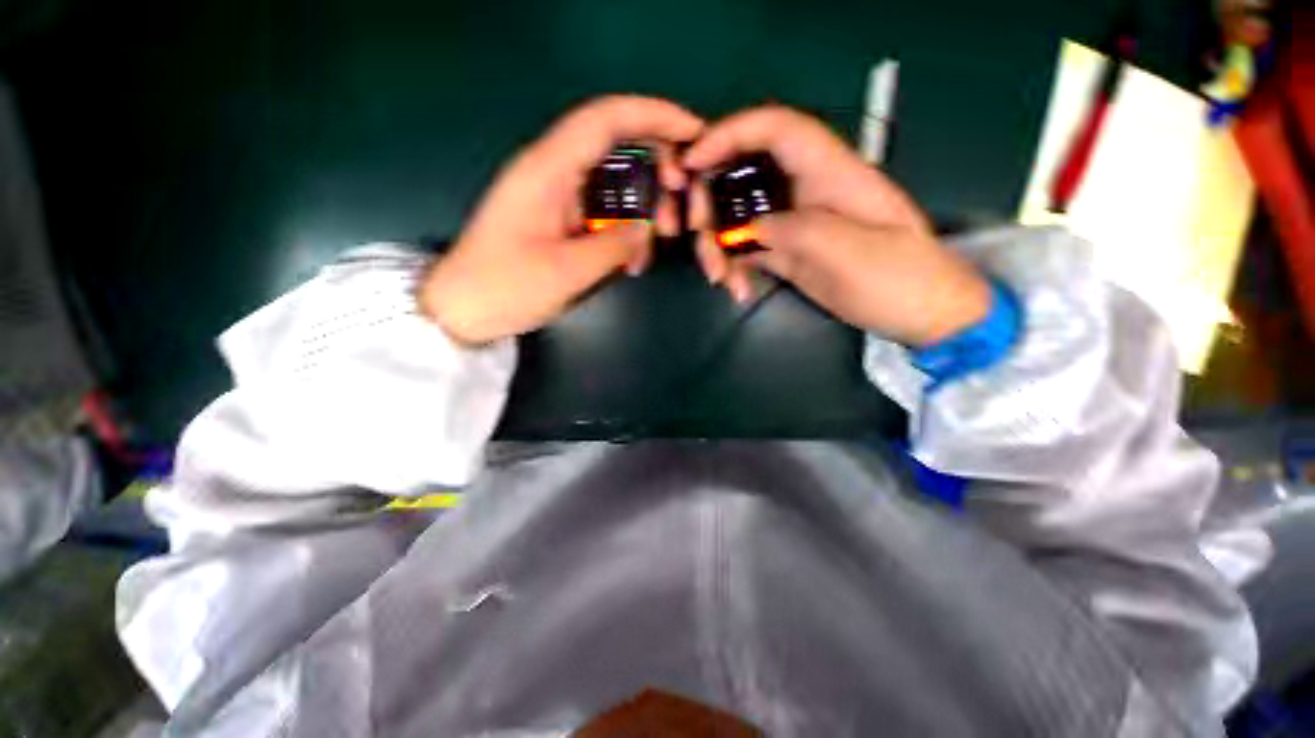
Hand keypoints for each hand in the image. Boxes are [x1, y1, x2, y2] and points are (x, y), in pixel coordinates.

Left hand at [421, 96, 703, 344]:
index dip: (654, 115)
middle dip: (657, 166)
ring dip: (645, 205)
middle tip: (682, 200)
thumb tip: (648, 228)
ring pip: (614, 181)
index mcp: (547, 170)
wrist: (464, 309)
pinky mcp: (560, 218)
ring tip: (661, 239)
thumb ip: (614, 244)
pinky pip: (603, 210)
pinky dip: (626, 228)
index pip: (606, 119)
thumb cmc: (505, 288)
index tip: (694, 133)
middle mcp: (553, 172)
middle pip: (616, 145)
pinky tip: (634, 259)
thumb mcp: (566, 271)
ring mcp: (557, 195)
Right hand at [684, 106, 991, 346]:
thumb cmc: (899, 278)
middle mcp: (806, 191)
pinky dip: (733, 265)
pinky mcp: (788, 252)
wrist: (918, 313)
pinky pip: (747, 248)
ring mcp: (794, 223)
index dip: (730, 134)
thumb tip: (751, 227)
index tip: (693, 163)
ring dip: (718, 243)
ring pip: (740, 216)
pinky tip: (735, 288)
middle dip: (712, 201)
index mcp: (831, 173)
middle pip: (745, 174)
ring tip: (719, 277)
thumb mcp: (850, 252)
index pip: (777, 129)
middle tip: (698, 236)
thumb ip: (797, 230)